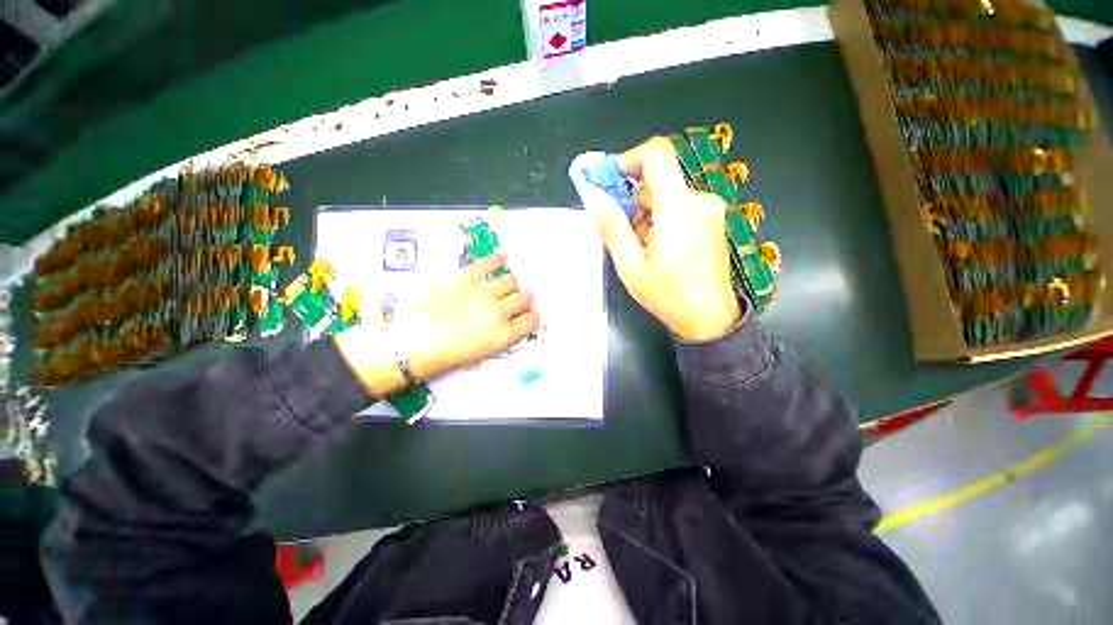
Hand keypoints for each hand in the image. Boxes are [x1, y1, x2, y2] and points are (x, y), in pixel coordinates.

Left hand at [401, 254, 538, 378]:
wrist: (406, 347)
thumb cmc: (441, 356)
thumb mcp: (479, 353)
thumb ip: (500, 335)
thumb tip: (508, 320)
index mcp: (502, 336)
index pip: (531, 320)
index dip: (531, 316)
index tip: (527, 314)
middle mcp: (497, 313)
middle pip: (524, 298)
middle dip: (524, 299)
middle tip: (517, 299)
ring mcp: (480, 294)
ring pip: (510, 280)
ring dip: (511, 283)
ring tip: (506, 284)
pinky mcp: (462, 279)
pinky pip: (485, 264)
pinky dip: (496, 260)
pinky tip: (501, 259)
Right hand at [572, 137, 741, 341]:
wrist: (710, 319)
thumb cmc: (668, 295)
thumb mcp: (630, 265)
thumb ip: (612, 226)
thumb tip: (593, 195)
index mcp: (679, 207)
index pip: (656, 154)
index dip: (628, 159)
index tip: (609, 182)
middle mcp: (699, 200)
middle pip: (658, 180)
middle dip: (633, 201)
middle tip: (622, 234)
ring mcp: (710, 210)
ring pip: (667, 196)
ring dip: (646, 215)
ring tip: (640, 249)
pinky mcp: (712, 220)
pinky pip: (679, 207)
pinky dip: (661, 220)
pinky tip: (657, 249)